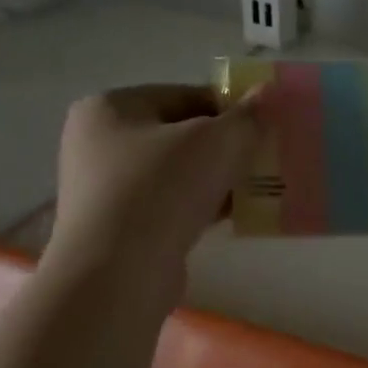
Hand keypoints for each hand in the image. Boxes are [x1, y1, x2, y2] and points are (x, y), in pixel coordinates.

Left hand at [48, 83, 264, 283]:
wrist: (119, 274)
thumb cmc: (162, 191)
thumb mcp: (216, 143)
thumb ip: (247, 117)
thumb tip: (268, 94)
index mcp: (111, 107)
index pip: (185, 96)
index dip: (230, 109)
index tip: (265, 129)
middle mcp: (99, 142)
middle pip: (181, 135)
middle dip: (226, 147)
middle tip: (265, 161)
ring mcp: (106, 187)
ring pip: (178, 173)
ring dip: (217, 180)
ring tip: (257, 190)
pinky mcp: (120, 226)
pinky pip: (170, 205)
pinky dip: (201, 207)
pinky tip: (233, 217)